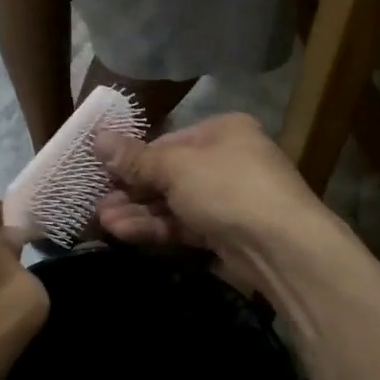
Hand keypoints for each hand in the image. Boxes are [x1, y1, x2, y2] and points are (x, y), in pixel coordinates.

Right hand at [92, 114, 333, 289]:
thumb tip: (97, 137)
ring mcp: (228, 200)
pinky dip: (156, 228)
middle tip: (96, 202)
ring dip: (137, 211)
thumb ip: (135, 158)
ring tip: (102, 221)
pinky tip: (123, 233)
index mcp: (222, 131)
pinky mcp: (226, 234)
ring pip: (173, 203)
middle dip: (131, 190)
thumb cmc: (227, 188)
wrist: (282, 248)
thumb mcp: (175, 168)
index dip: (133, 157)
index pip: (168, 141)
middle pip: (168, 174)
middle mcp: (227, 160)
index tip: (102, 171)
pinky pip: (184, 226)